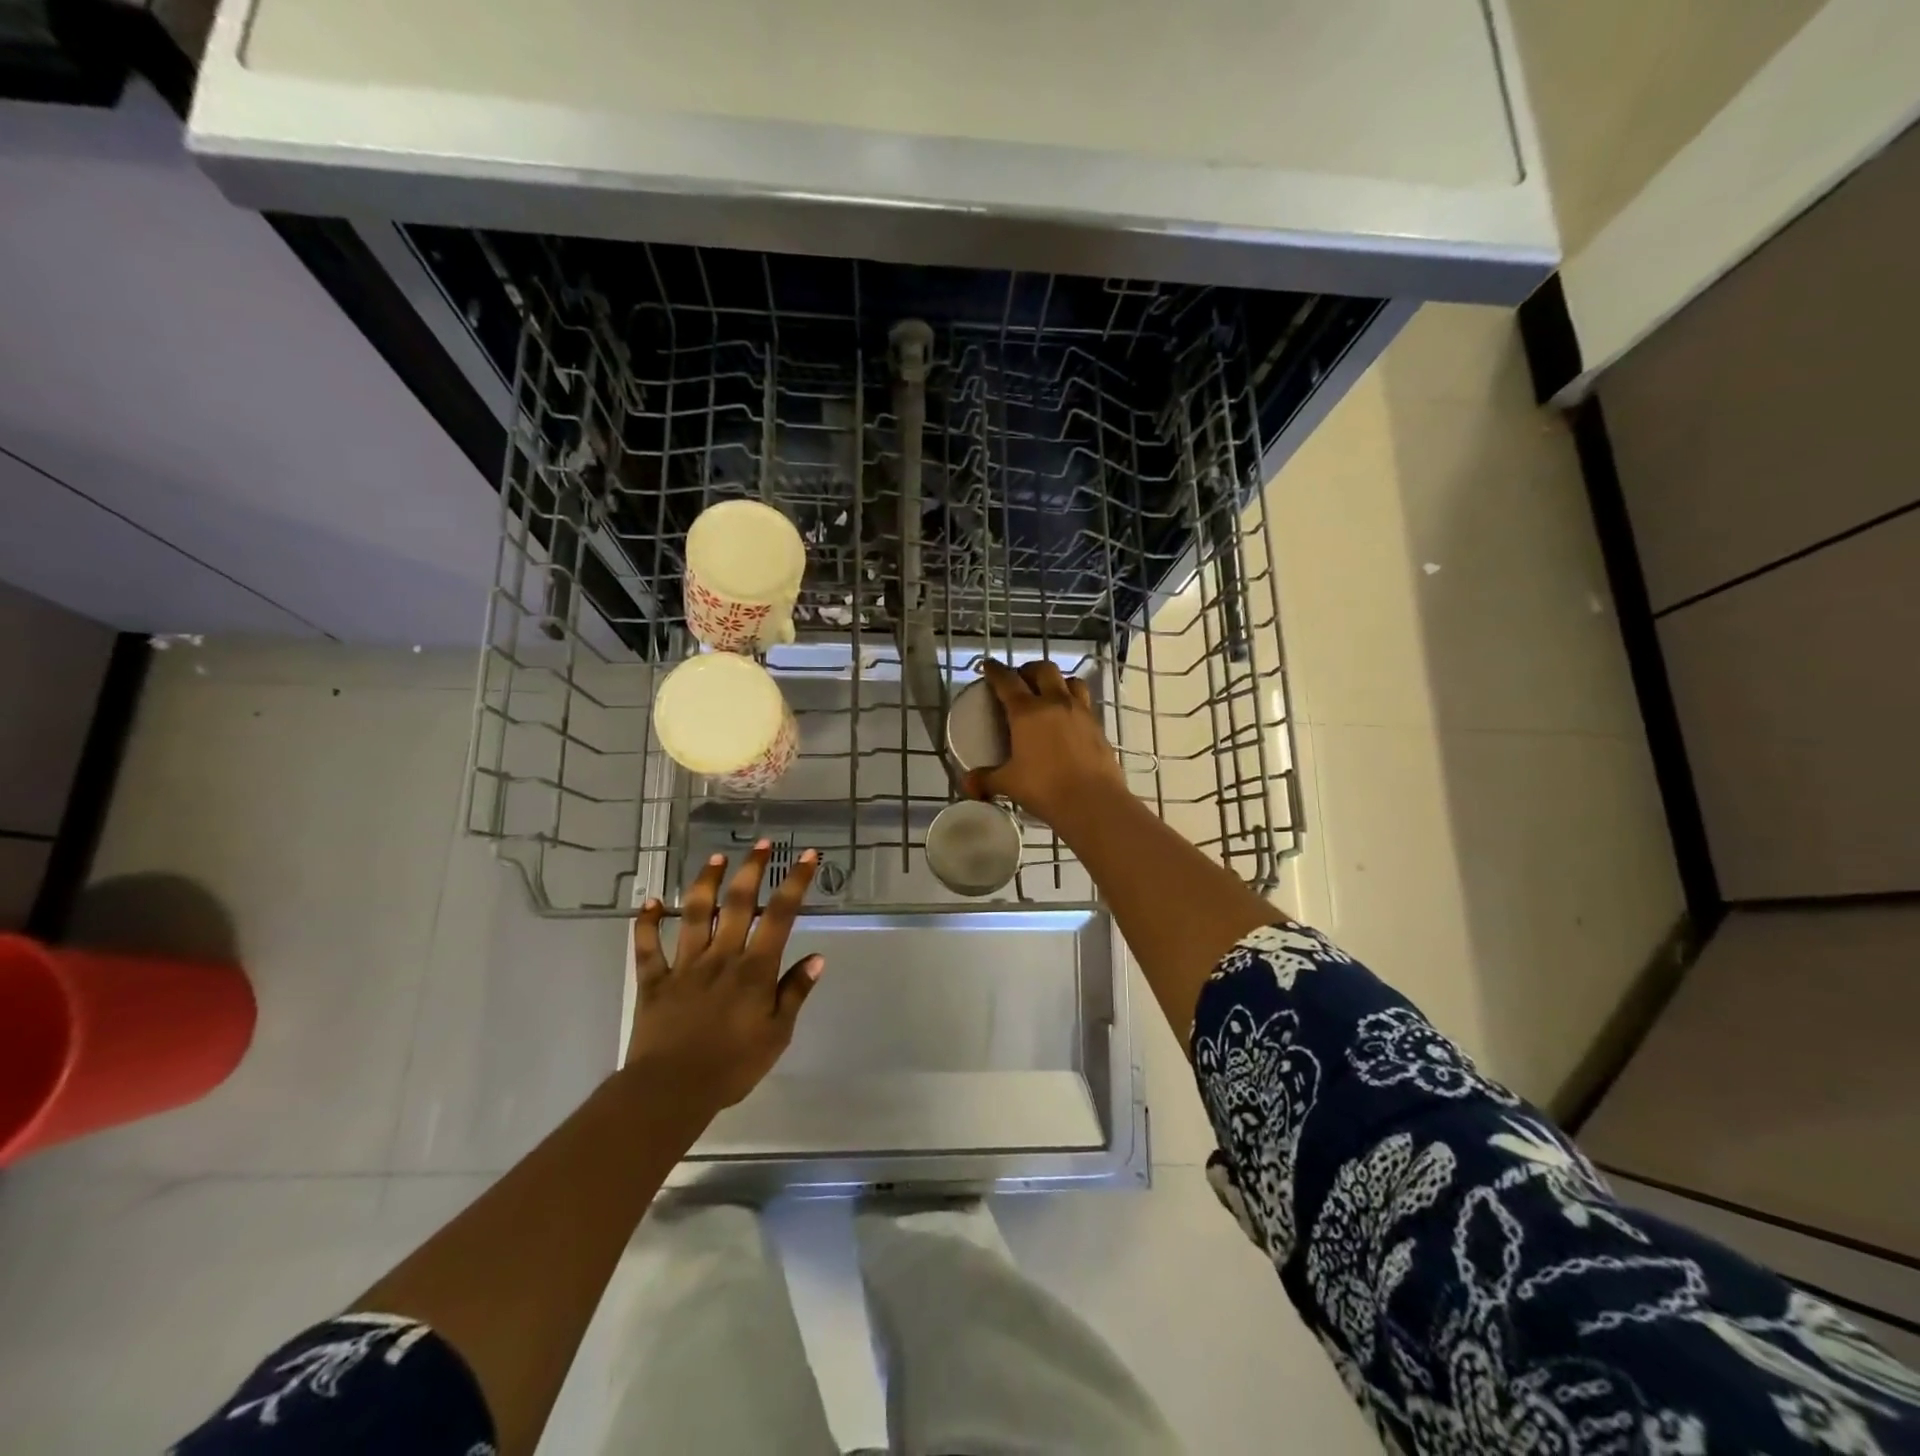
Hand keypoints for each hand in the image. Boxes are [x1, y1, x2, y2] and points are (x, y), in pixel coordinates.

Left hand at [627, 841, 822, 1112]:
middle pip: (738, 903)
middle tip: (761, 843)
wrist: (671, 1091)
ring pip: (695, 913)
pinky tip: (649, 903)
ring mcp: (684, 965)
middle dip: (751, 869)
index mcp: (754, 969)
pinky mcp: (653, 981)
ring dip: (705, 882)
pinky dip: (646, 923)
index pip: (781, 916)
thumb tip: (817, 958)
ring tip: (715, 858)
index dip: (795, 882)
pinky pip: (647, 946)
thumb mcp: (777, 1034)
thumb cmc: (732, 1065)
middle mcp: (721, 957)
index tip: (806, 856)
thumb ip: (794, 992)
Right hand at [966, 658, 1128, 825]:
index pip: (1007, 681)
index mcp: (1027, 712)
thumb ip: (986, 780)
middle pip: (1043, 670)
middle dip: (1029, 670)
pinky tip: (1068, 720)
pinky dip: (1073, 702)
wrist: (1093, 802)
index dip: (995, 671)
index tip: (988, 665)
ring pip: (1070, 681)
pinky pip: (1085, 703)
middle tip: (1020, 680)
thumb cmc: (1045, 788)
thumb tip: (967, 784)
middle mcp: (1055, 703)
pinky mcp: (1098, 726)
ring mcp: (1081, 712)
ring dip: (1057, 681)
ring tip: (1049, 693)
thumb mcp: (1009, 784)